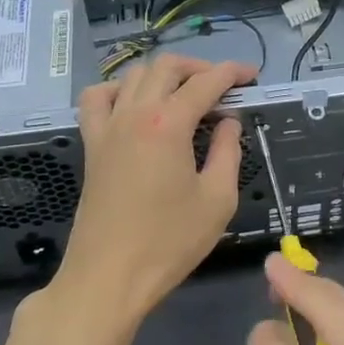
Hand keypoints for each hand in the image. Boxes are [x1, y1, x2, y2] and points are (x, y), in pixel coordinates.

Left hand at [54, 53, 255, 323]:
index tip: (251, 75)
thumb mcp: (217, 200)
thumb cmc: (170, 242)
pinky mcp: (92, 145)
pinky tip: (133, 104)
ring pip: (132, 75)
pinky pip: (97, 99)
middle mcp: (135, 114)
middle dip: (199, 67)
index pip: (205, 82)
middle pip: (166, 67)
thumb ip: (227, 152)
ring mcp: (107, 128)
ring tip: (183, 93)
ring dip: (162, 74)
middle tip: (222, 86)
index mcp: (169, 125)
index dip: (232, 73)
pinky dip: (117, 89)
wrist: (109, 277)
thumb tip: (227, 122)